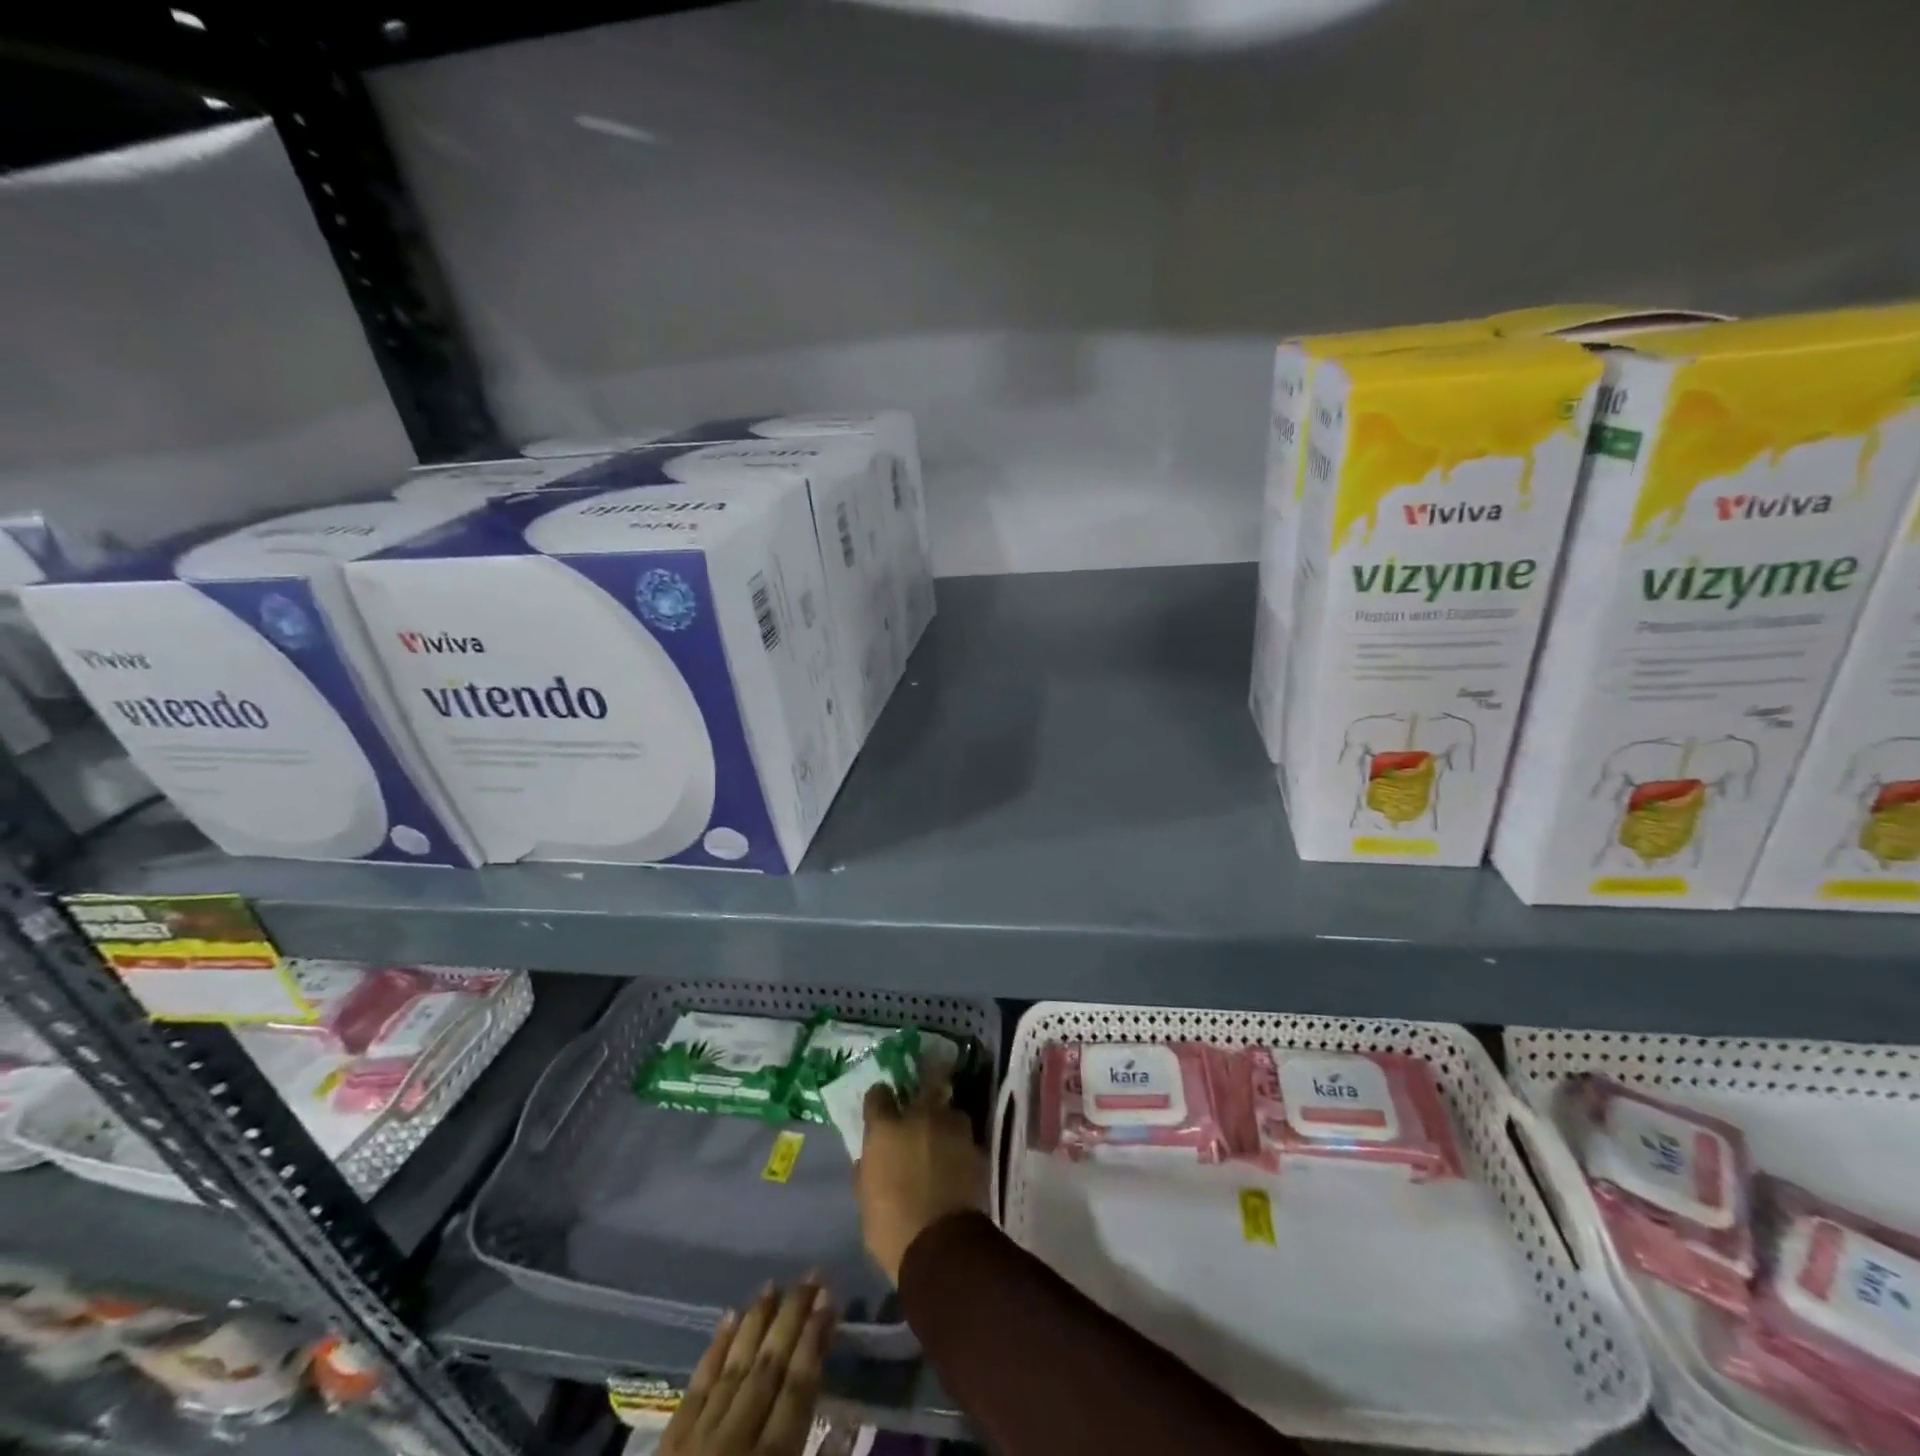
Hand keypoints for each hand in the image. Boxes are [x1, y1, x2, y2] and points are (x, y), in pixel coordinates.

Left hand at [660, 1280, 833, 1455]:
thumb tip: (842, 1429)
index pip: (797, 1391)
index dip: (814, 1343)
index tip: (830, 1300)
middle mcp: (733, 1446)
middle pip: (767, 1369)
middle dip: (791, 1320)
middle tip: (811, 1276)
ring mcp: (695, 1444)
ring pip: (732, 1368)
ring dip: (755, 1324)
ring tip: (773, 1286)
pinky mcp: (666, 1449)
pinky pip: (695, 1387)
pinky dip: (714, 1350)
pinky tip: (727, 1319)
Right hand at [856, 1074, 985, 1283]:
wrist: (941, 1248)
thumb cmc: (892, 1228)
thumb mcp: (866, 1202)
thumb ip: (868, 1171)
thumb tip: (868, 1161)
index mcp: (886, 1129)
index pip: (878, 1094)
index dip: (879, 1100)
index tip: (881, 1109)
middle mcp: (920, 1117)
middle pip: (923, 1086)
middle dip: (922, 1094)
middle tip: (919, 1111)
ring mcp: (952, 1129)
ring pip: (950, 1111)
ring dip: (945, 1122)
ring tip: (943, 1140)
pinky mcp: (976, 1147)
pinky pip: (966, 1138)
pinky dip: (961, 1147)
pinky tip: (959, 1162)